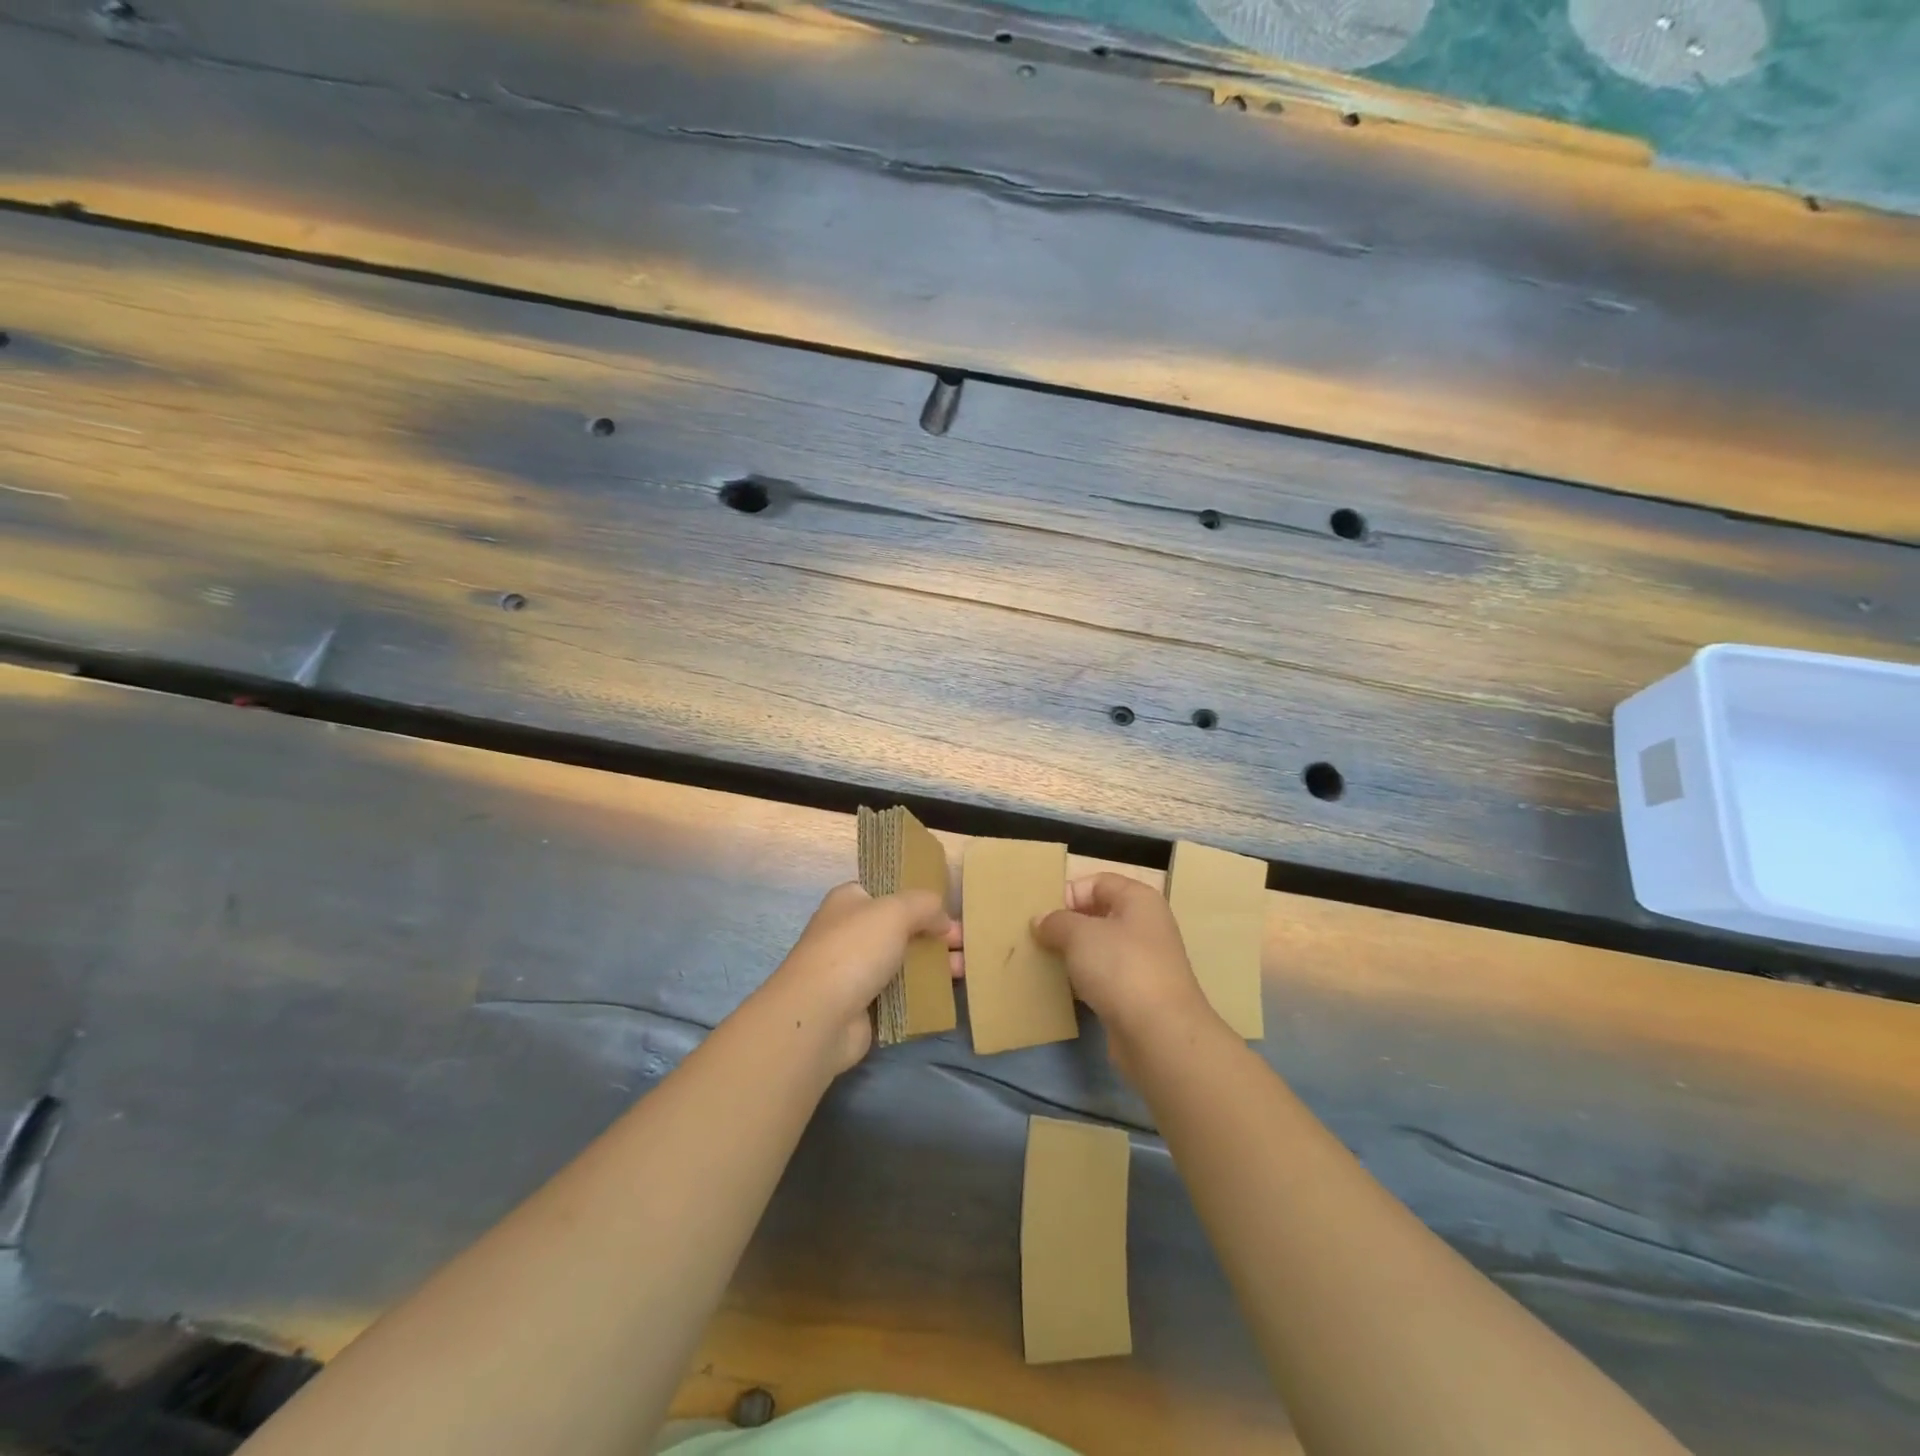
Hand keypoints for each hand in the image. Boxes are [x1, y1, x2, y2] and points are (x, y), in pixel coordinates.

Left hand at [761, 882, 960, 1074]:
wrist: (820, 1016)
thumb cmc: (855, 950)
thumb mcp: (895, 911)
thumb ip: (925, 905)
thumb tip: (942, 919)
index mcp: (850, 901)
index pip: (888, 892)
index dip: (919, 899)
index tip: (949, 911)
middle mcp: (849, 932)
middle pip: (900, 928)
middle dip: (934, 934)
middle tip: (966, 944)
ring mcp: (854, 970)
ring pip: (902, 961)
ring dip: (933, 965)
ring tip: (965, 970)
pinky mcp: (862, 1005)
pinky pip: (899, 993)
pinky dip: (921, 993)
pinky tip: (946, 993)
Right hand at [1032, 873, 1221, 1082]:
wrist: (1160, 1034)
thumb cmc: (1121, 968)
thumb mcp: (1079, 935)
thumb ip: (1056, 921)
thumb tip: (1041, 920)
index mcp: (1139, 900)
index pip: (1097, 882)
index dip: (1069, 893)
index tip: (1043, 915)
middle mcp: (1146, 926)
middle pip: (1099, 914)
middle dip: (1067, 925)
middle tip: (1037, 938)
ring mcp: (1144, 962)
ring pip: (1100, 949)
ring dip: (1073, 955)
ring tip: (1044, 962)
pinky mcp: (1138, 995)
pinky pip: (1104, 978)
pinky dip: (1084, 981)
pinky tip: (1064, 990)